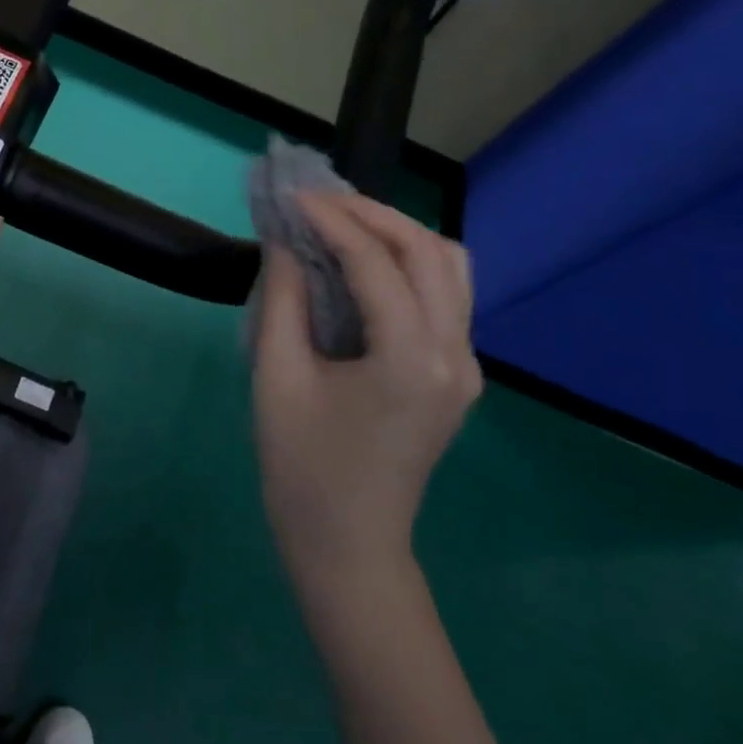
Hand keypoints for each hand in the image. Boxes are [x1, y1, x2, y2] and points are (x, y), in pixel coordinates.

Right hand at [252, 192, 480, 595]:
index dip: (331, 220)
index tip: (291, 197)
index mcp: (409, 359)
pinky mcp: (458, 374)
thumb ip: (282, 299)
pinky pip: (447, 296)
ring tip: (343, 224)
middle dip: (372, 214)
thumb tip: (284, 241)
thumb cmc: (302, 467)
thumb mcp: (277, 377)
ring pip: (450, 267)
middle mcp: (454, 354)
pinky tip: (366, 264)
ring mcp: (466, 366)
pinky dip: (410, 263)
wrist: (348, 546)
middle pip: (427, 250)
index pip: (376, 262)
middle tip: (316, 203)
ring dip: (398, 234)